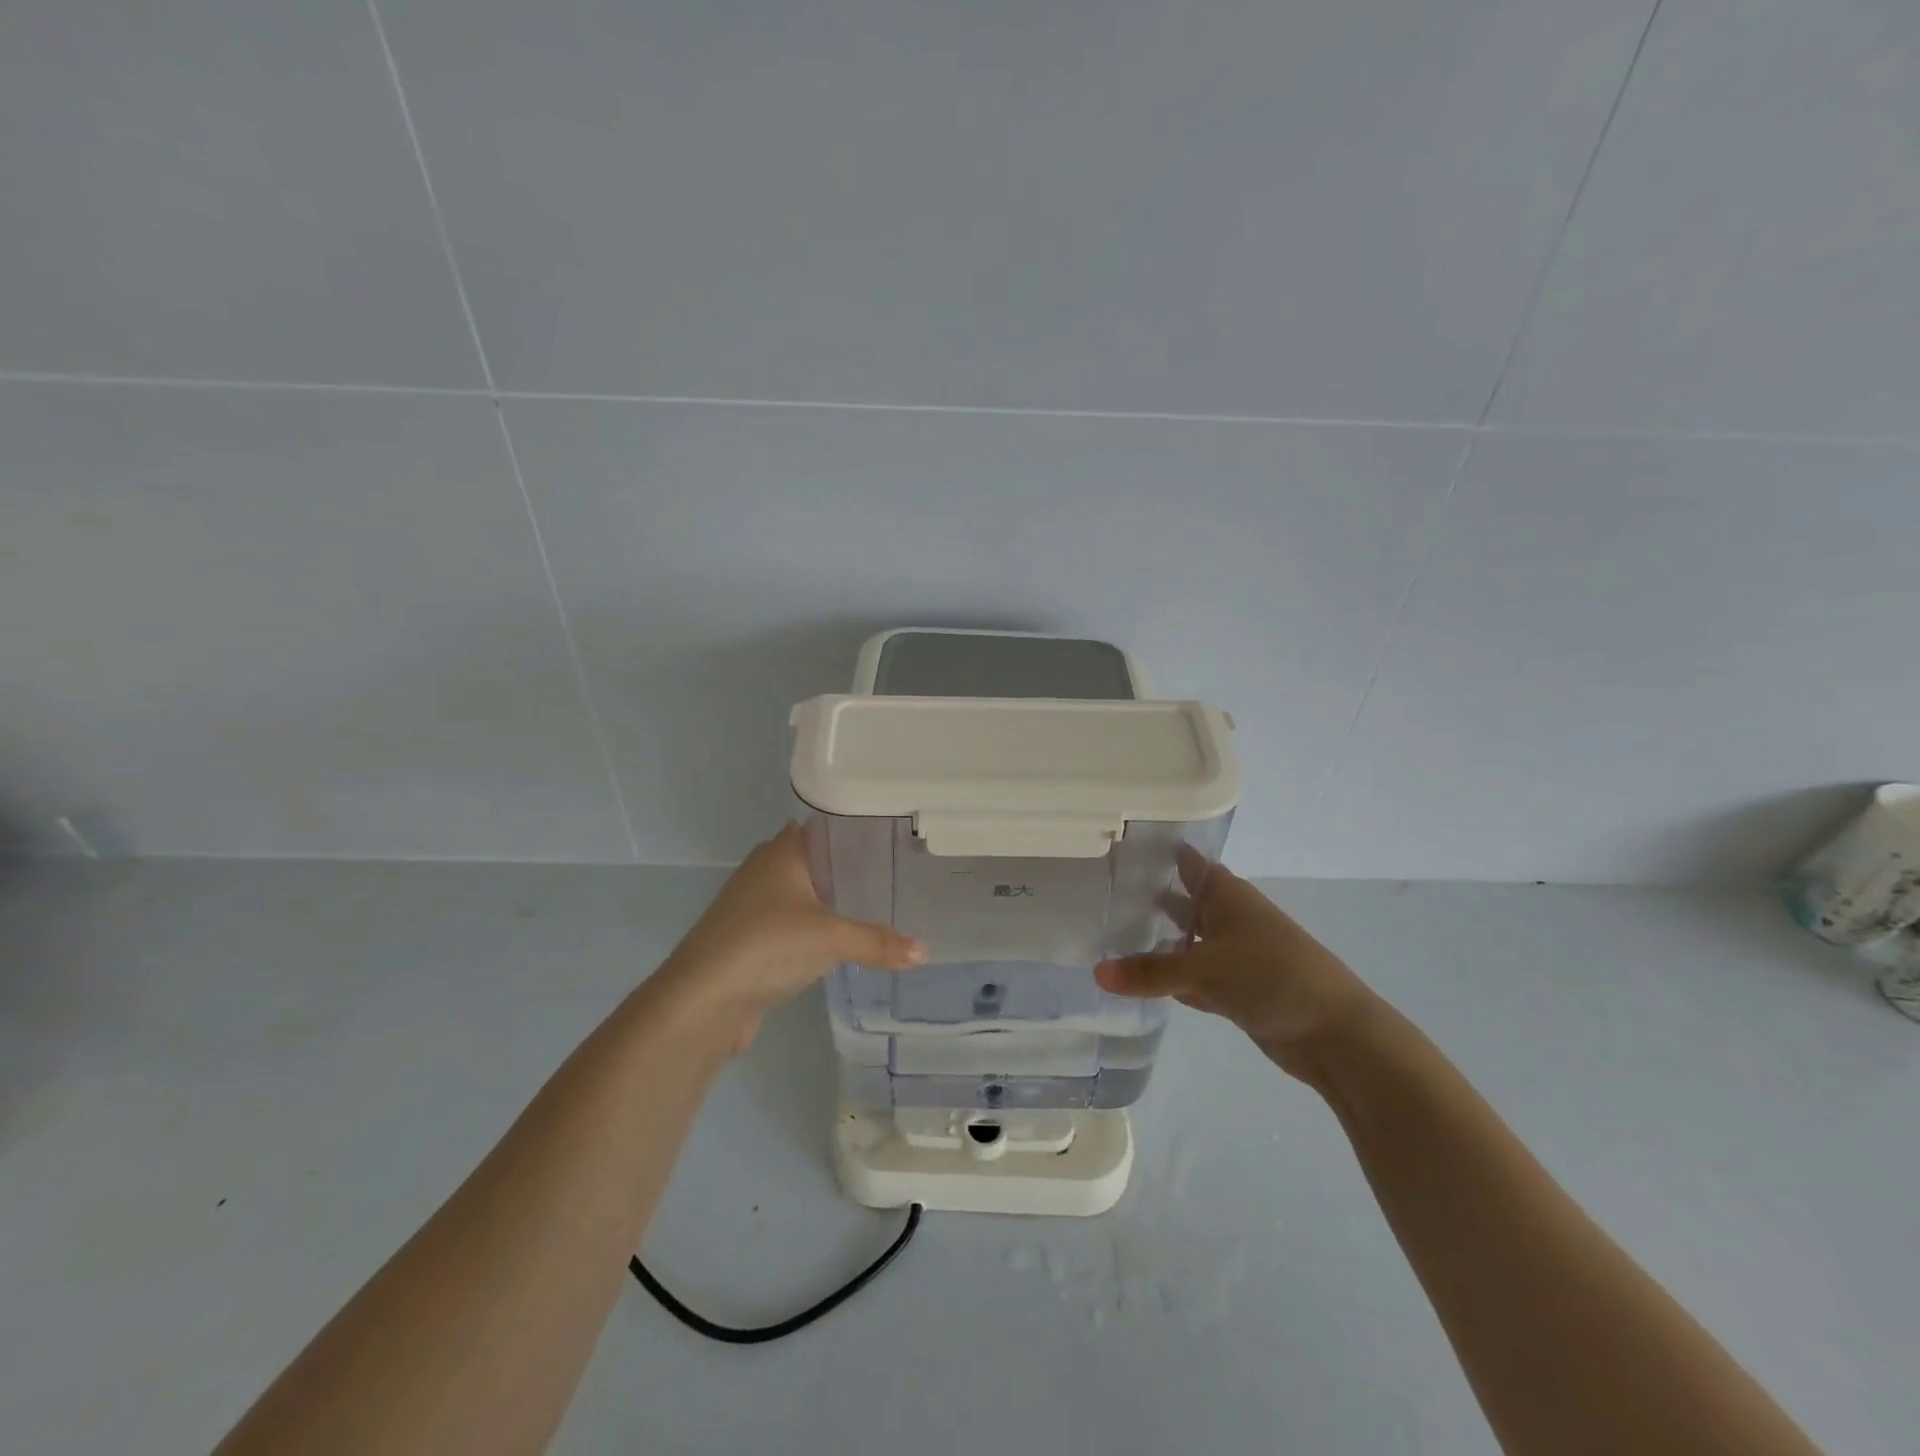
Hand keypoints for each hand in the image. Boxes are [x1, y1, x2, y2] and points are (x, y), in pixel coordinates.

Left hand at [658, 823, 925, 1042]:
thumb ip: (878, 942)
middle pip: (817, 859)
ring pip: (803, 892)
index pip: (826, 827)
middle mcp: (765, 868)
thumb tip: (924, 953)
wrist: (703, 999)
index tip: (895, 839)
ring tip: (878, 904)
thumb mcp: (831, 939)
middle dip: (851, 867)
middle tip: (897, 873)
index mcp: (782, 851)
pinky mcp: (750, 937)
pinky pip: (793, 921)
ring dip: (832, 899)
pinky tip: (841, 939)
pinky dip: (815, 926)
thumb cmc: (767, 945)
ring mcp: (754, 903)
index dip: (858, 831)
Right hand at [1095, 849, 1379, 1077]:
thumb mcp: (1203, 969)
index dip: (1159, 853)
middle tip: (1104, 894)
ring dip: (1162, 942)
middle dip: (1152, 898)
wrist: (1335, 1034)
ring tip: (1114, 936)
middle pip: (1186, 901)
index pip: (1187, 862)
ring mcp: (1236, 955)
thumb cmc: (1271, 976)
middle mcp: (1230, 918)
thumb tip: (1096, 972)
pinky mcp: (1238, 990)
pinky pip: (1196, 977)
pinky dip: (1174, 979)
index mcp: (1227, 895)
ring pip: (1190, 941)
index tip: (1122, 847)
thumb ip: (1149, 970)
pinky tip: (1144, 983)